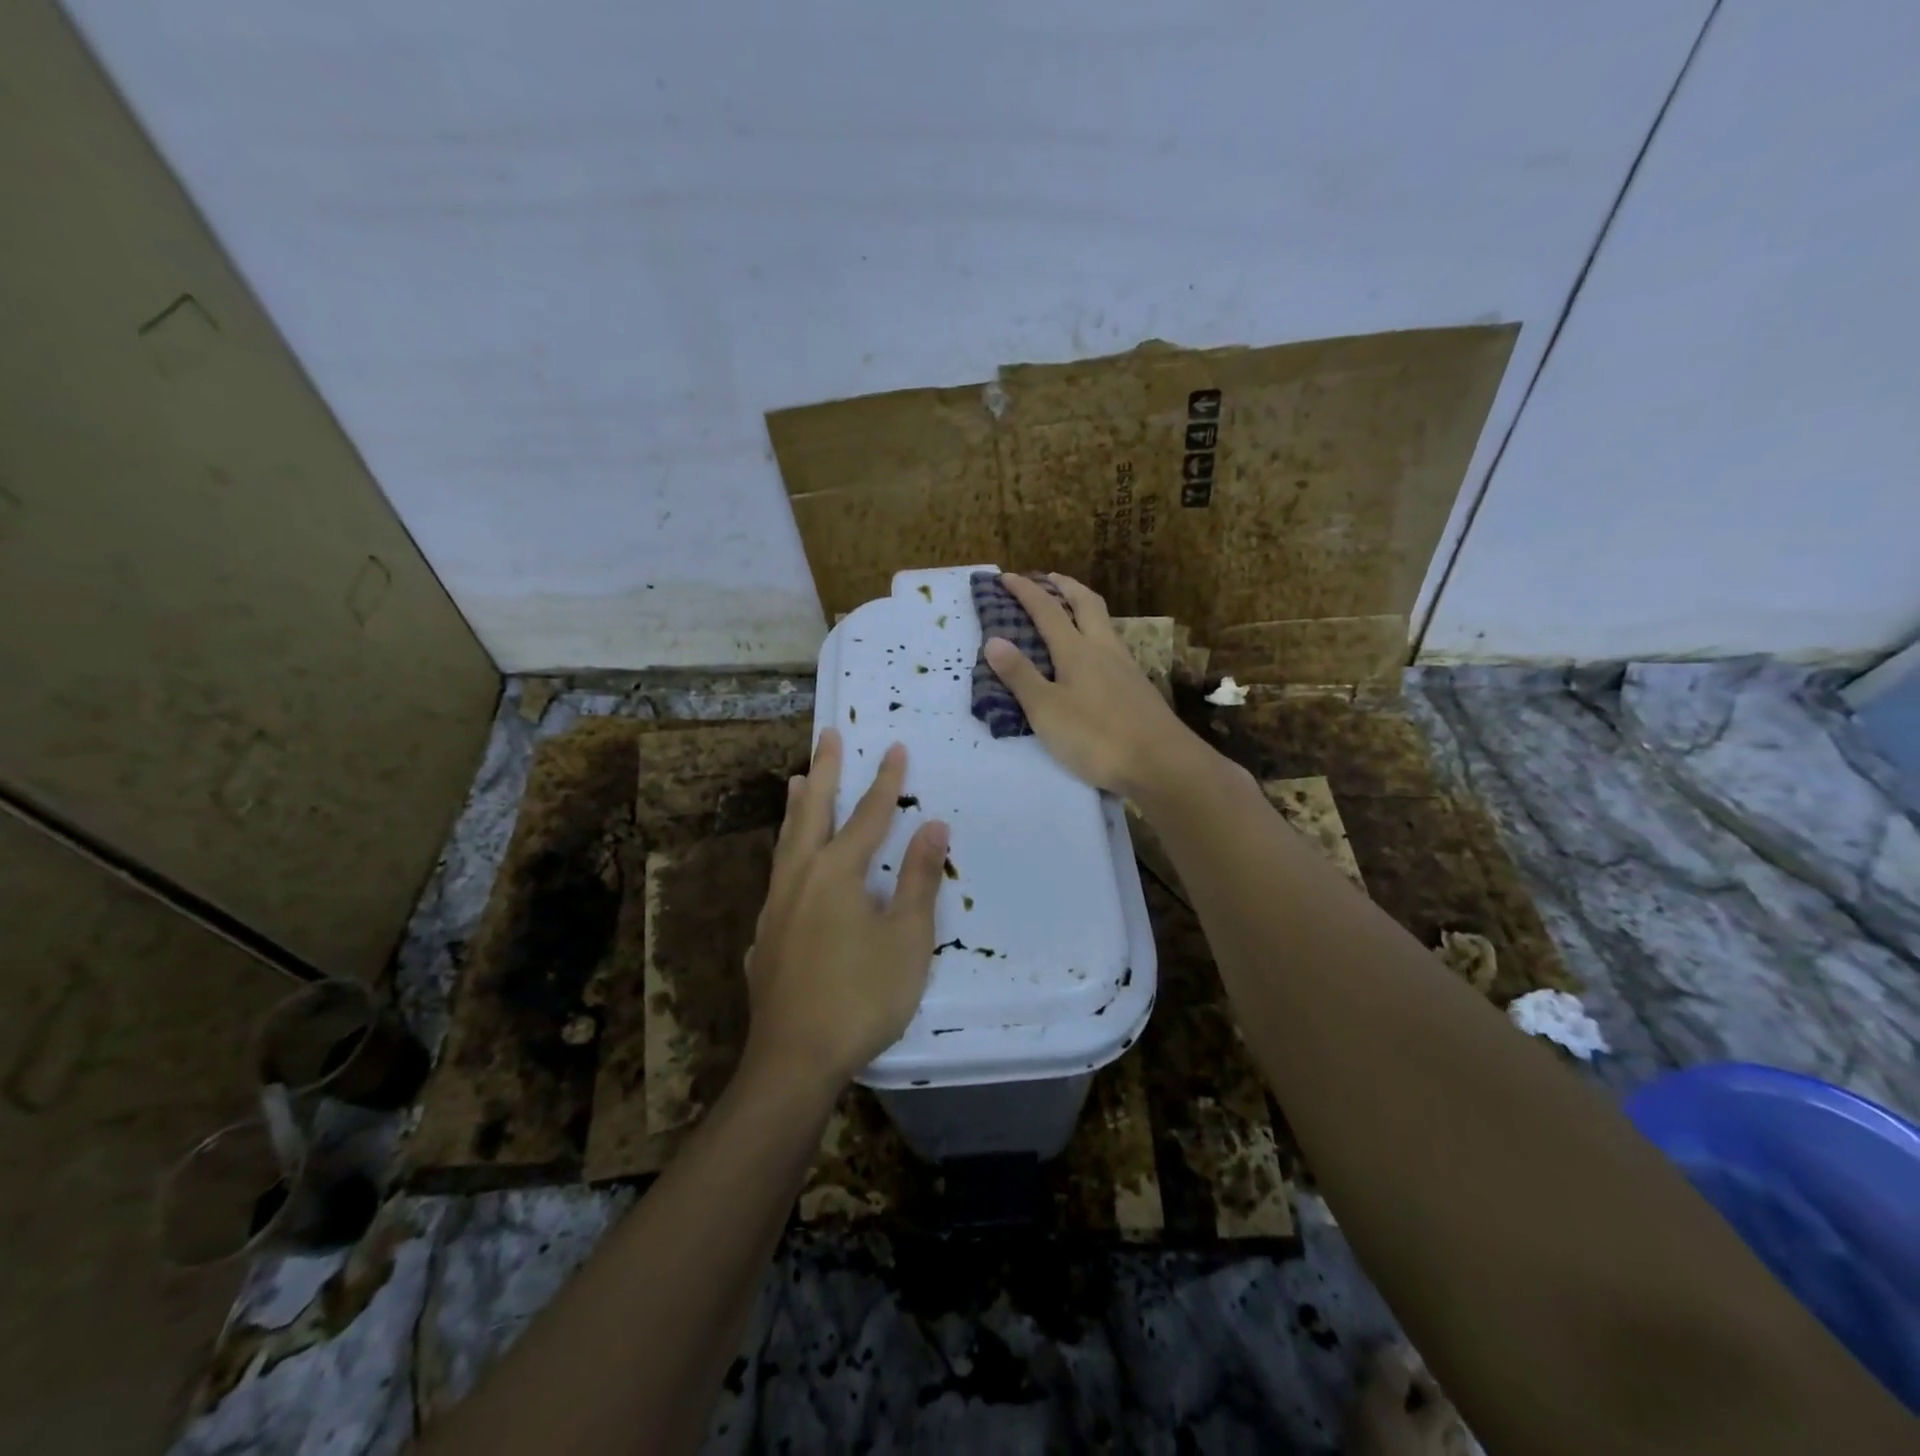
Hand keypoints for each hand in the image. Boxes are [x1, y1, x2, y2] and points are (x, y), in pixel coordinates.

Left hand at [743, 730, 948, 1092]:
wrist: (795, 1058)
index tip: (894, 747)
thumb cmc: (862, 996)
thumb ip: (920, 879)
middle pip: (812, 813)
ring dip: (796, 807)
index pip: (868, 816)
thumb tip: (933, 826)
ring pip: (786, 842)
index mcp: (836, 873)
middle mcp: (799, 878)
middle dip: (824, 771)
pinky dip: (786, 853)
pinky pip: (777, 877)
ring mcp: (775, 907)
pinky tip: (787, 867)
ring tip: (796, 780)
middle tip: (827, 735)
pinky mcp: (764, 936)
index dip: (885, 781)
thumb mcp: (907, 938)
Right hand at [983, 573, 1195, 794]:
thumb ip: (1021, 676)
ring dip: (1085, 607)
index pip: (1047, 611)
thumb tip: (994, 640)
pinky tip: (1096, 655)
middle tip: (1049, 577)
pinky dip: (1098, 634)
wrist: (1161, 763)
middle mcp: (1103, 649)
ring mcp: (1126, 667)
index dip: (1026, 591)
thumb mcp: (1046, 710)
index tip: (1007, 576)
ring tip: (1071, 609)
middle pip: (1087, 604)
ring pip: (1105, 623)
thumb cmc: (1096, 737)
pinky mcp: (1138, 687)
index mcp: (1077, 651)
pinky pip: (1114, 646)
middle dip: (1065, 586)